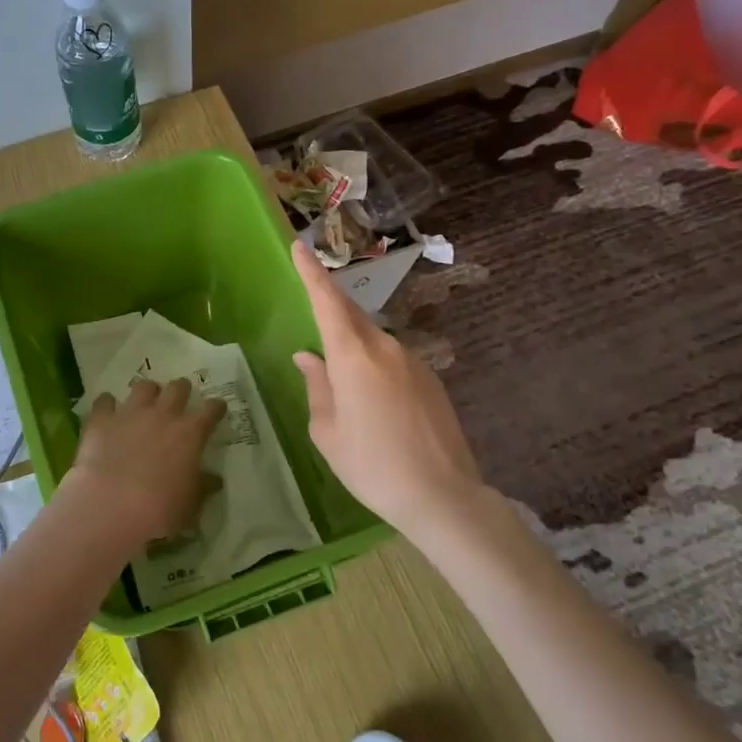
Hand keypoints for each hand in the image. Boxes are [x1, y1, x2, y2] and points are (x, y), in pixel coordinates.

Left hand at [65, 378, 225, 549]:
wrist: (110, 506)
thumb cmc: (160, 510)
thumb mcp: (190, 504)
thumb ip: (202, 487)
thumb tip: (214, 480)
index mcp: (190, 434)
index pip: (211, 410)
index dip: (215, 407)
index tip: (217, 408)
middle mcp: (162, 415)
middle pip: (178, 388)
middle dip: (181, 390)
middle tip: (180, 399)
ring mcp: (130, 414)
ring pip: (143, 387)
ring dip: (148, 392)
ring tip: (146, 401)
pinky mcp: (101, 420)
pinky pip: (104, 401)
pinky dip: (107, 403)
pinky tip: (107, 410)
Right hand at [289, 240, 491, 544]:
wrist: (442, 496)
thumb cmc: (371, 465)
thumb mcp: (327, 431)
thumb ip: (316, 386)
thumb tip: (308, 356)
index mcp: (353, 356)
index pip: (327, 301)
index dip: (311, 272)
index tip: (299, 245)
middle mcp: (385, 347)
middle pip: (351, 316)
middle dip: (329, 307)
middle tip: (310, 314)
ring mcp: (413, 361)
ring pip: (372, 340)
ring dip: (352, 345)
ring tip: (340, 380)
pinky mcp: (431, 379)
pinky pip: (392, 360)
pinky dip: (373, 365)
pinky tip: (371, 400)